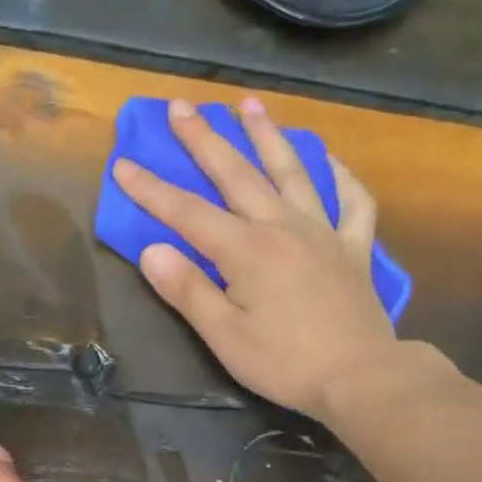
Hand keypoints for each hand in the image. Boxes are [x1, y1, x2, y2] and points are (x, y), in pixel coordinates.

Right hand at [114, 96, 423, 423]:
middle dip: (204, 140)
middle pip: (237, 175)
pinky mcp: (354, 249)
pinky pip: (352, 201)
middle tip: (181, 106)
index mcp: (246, 250)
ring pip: (292, 173)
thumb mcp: (224, 336)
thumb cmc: (284, 362)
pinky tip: (330, 160)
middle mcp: (283, 227)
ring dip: (268, 137)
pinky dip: (341, 176)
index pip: (187, 213)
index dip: (152, 190)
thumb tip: (152, 251)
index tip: (123, 164)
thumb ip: (188, 290)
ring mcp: (323, 233)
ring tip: (250, 105)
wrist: (358, 376)